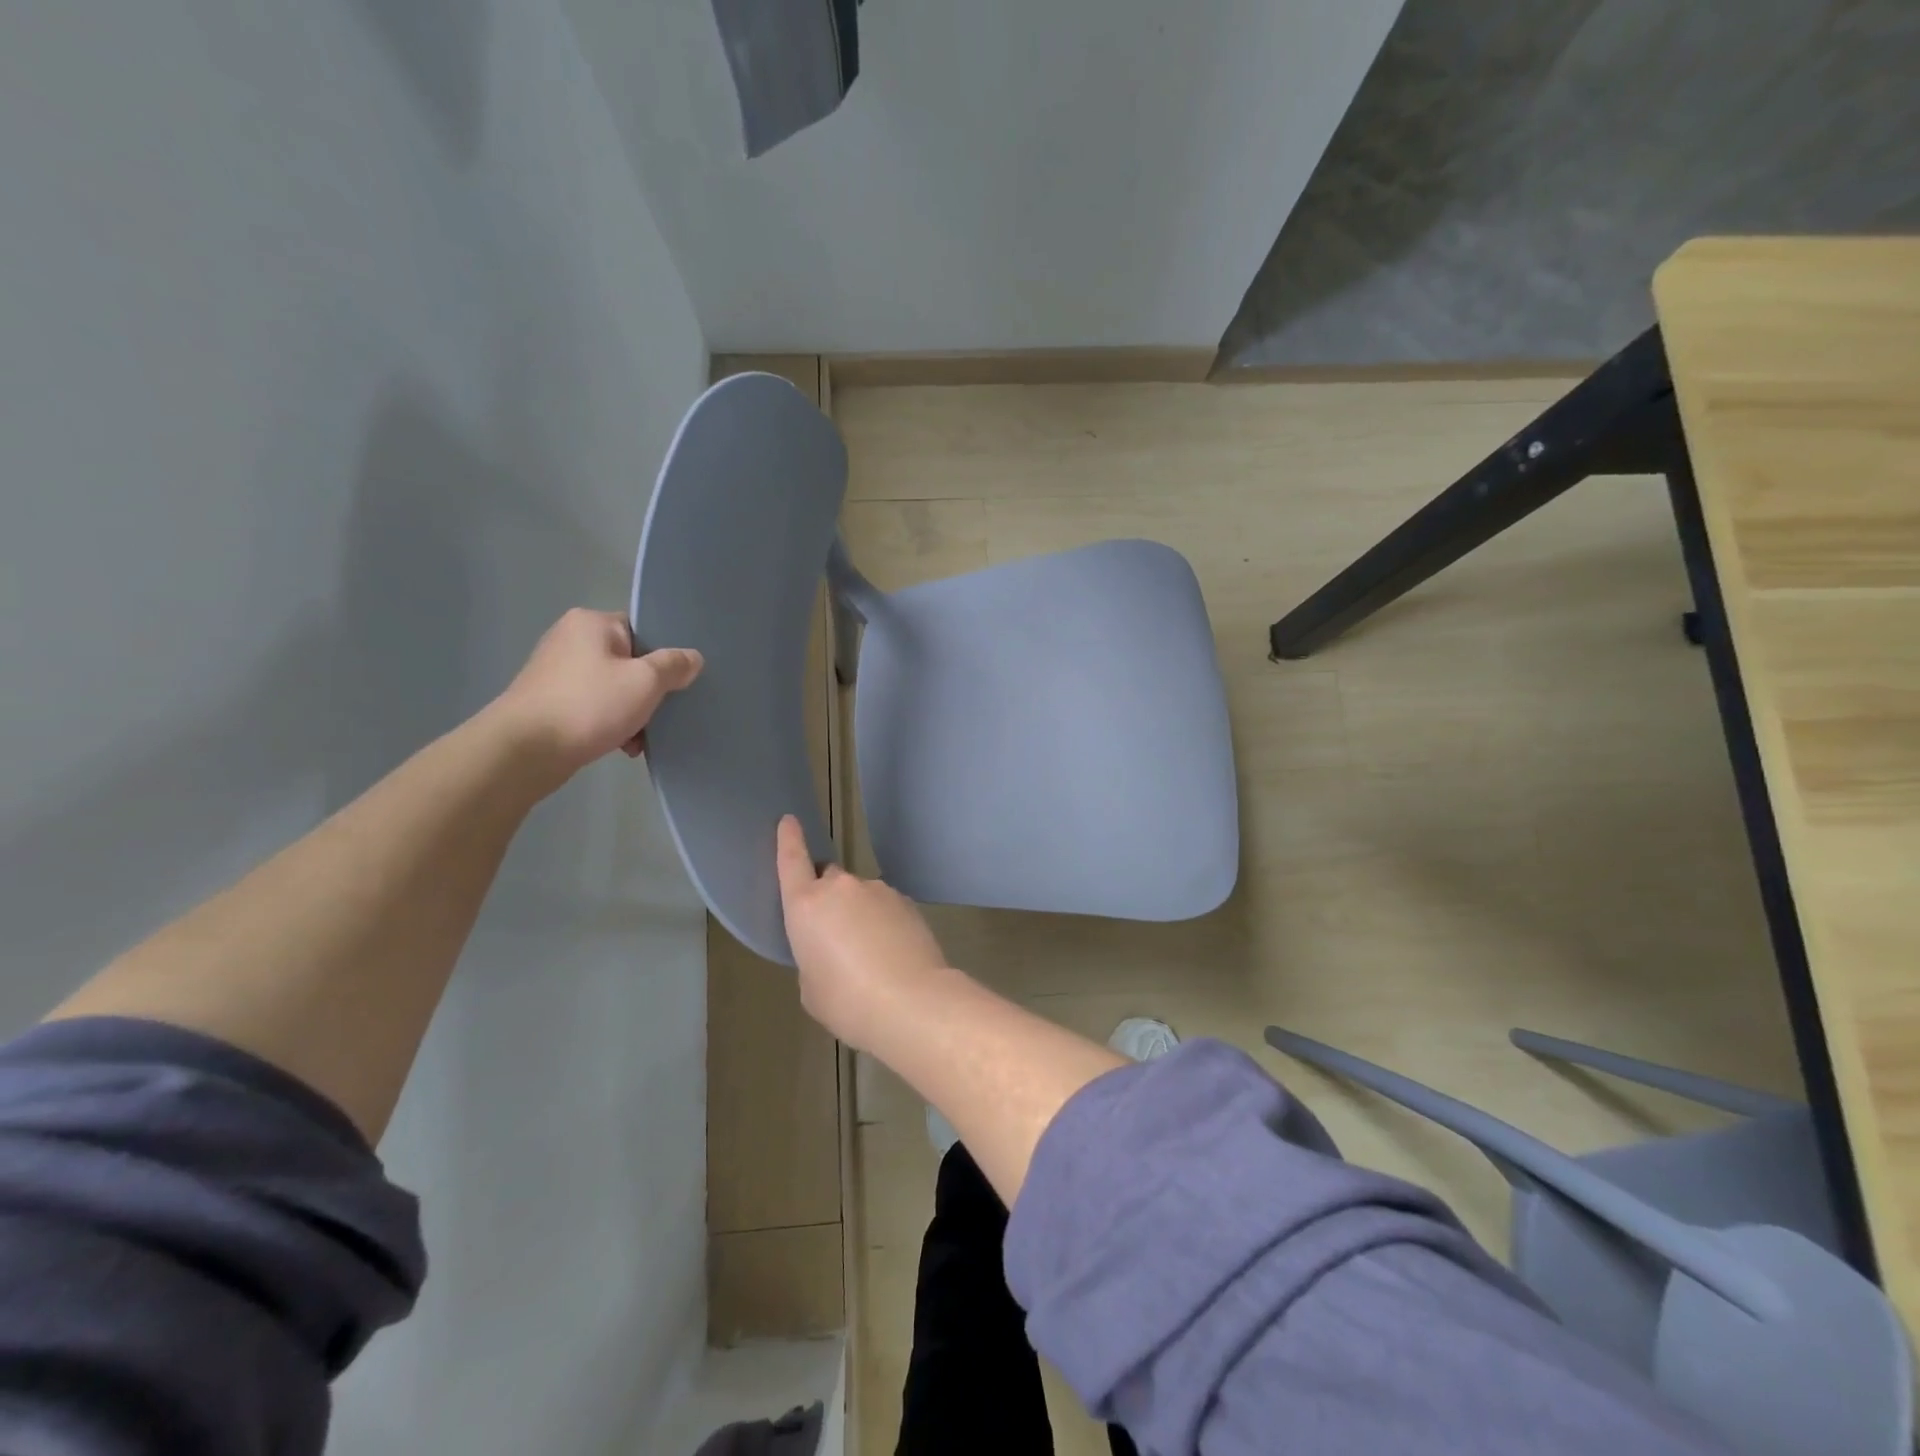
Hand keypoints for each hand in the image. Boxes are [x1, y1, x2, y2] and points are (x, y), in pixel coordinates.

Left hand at [491, 608, 702, 780]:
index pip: (642, 630)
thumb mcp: (645, 681)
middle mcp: (570, 639)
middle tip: (662, 714)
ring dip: (632, 712)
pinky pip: (594, 706)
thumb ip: (674, 666)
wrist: (525, 750)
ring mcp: (555, 671)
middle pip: (629, 661)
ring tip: (640, 738)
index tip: (677, 683)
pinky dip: (610, 723)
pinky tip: (621, 746)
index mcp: (591, 623)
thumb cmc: (590, 705)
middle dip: (648, 692)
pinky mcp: (548, 701)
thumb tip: (692, 658)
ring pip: (613, 688)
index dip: (663, 656)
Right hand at [775, 814, 949, 1049]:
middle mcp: (841, 888)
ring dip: (859, 914)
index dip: (789, 839)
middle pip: (829, 880)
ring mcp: (878, 891)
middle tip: (835, 934)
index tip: (789, 819)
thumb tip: (830, 951)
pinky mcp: (907, 902)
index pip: (792, 860)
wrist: (911, 1001)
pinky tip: (892, 954)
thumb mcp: (811, 987)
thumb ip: (813, 958)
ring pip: (860, 895)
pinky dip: (884, 923)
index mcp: (806, 905)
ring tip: (870, 954)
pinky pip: (885, 907)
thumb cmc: (847, 1001)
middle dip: (828, 897)